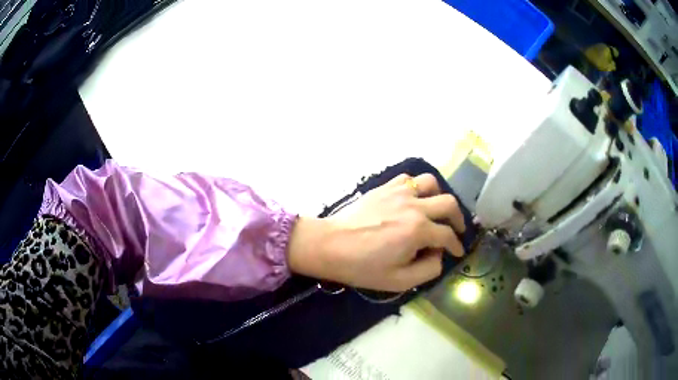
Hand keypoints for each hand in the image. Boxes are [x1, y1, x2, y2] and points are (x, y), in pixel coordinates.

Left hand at [287, 173, 465, 291]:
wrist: (330, 246)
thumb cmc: (363, 267)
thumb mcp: (399, 281)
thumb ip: (428, 270)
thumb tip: (439, 255)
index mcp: (418, 230)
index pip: (448, 235)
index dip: (457, 245)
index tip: (458, 251)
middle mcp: (414, 206)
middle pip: (449, 204)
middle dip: (458, 219)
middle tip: (456, 230)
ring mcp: (398, 192)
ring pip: (431, 183)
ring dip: (439, 196)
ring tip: (436, 210)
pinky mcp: (384, 187)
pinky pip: (409, 179)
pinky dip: (417, 187)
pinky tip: (414, 199)